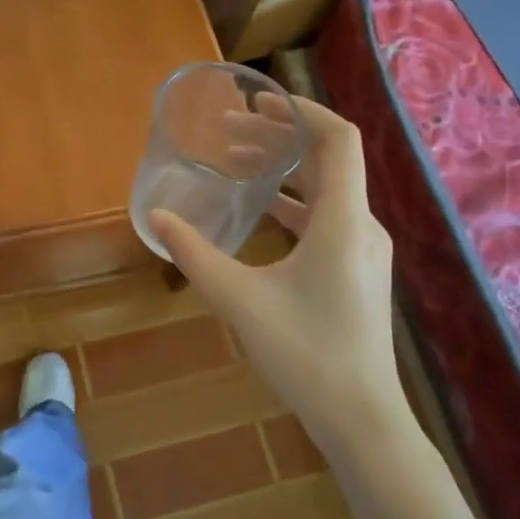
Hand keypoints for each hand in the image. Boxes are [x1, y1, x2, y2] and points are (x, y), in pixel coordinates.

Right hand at [149, 98, 407, 455]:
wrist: (362, 419)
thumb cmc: (305, 354)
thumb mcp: (239, 300)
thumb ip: (195, 254)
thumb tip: (156, 218)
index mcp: (343, 221)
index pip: (338, 139)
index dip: (302, 110)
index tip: (258, 100)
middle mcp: (361, 224)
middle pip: (328, 158)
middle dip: (280, 135)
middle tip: (229, 127)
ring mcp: (363, 249)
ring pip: (326, 187)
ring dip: (285, 168)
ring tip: (237, 159)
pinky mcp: (356, 269)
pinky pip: (326, 215)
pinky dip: (293, 200)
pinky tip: (259, 207)